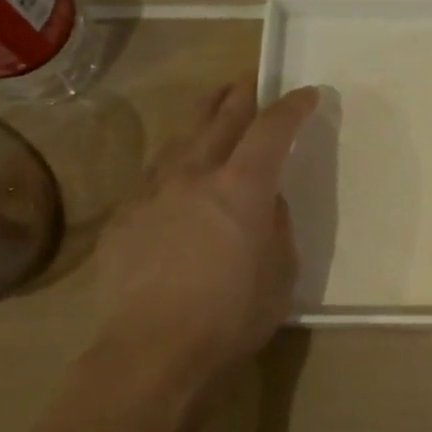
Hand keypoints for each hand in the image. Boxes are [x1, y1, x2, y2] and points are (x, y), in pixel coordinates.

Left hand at [93, 81, 318, 380]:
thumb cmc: (234, 315)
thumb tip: (265, 203)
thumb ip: (276, 226)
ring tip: (211, 112)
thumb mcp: (281, 272)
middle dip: (239, 96)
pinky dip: (173, 165)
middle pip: (219, 120)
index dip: (292, 108)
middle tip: (249, 81)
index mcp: (242, 187)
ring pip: (180, 141)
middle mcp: (195, 175)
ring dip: (201, 121)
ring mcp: (153, 193)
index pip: (272, 130)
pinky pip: (154, 177)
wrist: (154, 350)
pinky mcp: (125, 218)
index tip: (307, 95)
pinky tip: (175, 177)